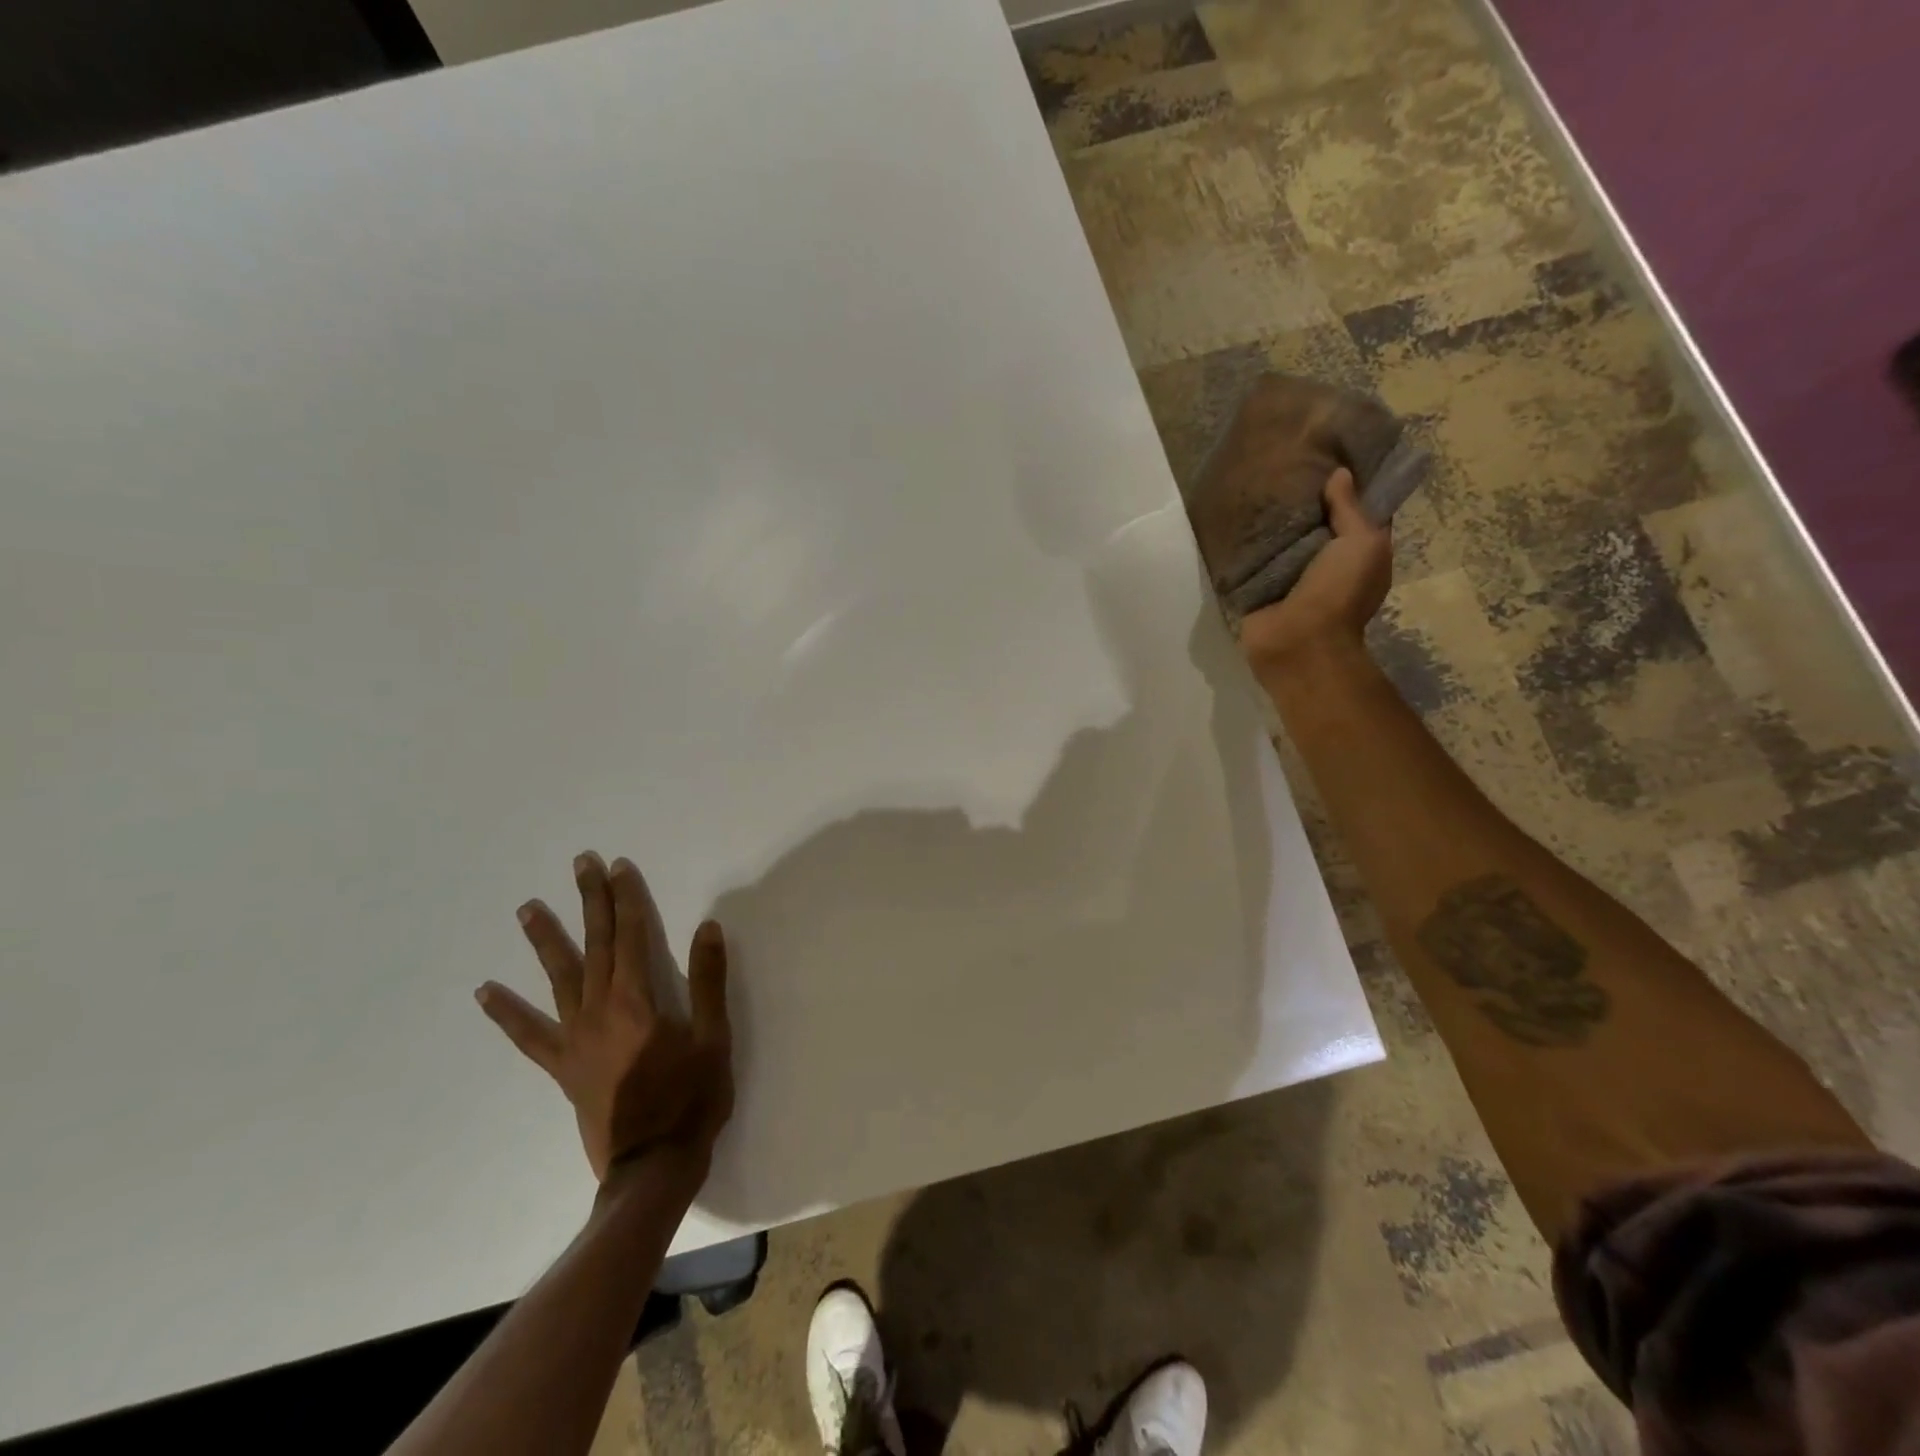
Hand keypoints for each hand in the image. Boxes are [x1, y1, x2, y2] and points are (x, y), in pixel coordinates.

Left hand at [476, 852, 733, 1182]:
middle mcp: (600, 1010)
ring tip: (529, 907)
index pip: (632, 935)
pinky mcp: (563, 1067)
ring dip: (545, 939)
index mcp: (639, 1000)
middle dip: (590, 901)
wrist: (652, 1166)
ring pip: (559, 978)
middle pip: (595, 944)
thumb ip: (708, 981)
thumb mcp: (714, 1038)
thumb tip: (707, 927)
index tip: (618, 866)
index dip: (627, 897)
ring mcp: (575, 1039)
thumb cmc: (691, 1099)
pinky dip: (507, 1013)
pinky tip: (486, 993)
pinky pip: (529, 1036)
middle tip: (581, 863)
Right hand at [1238, 467, 1391, 678]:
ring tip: (1253, 481)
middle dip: (1301, 497)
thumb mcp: (1362, 543)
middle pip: (1313, 522)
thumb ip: (1351, 509)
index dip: (1346, 483)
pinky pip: (1251, 559)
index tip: (1328, 453)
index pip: (1354, 510)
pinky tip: (1231, 515)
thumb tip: (1340, 474)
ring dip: (1269, 518)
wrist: (1297, 644)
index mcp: (1356, 551)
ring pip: (1280, 539)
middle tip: (1282, 461)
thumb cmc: (1339, 594)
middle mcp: (1323, 561)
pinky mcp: (1257, 587)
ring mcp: (1288, 576)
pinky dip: (1244, 542)